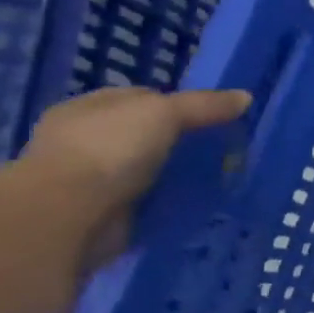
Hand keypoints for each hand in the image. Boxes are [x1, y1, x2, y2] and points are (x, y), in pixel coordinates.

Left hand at [13, 86, 251, 273]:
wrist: (68, 215)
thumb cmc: (108, 150)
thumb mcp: (164, 113)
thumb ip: (204, 105)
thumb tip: (245, 97)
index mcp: (87, 108)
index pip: (140, 97)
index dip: (178, 103)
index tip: (214, 116)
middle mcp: (83, 141)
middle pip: (146, 135)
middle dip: (181, 142)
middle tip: (223, 149)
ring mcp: (89, 179)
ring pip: (148, 170)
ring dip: (175, 175)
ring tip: (219, 178)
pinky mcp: (101, 213)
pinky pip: (146, 202)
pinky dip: (168, 202)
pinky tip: (197, 203)